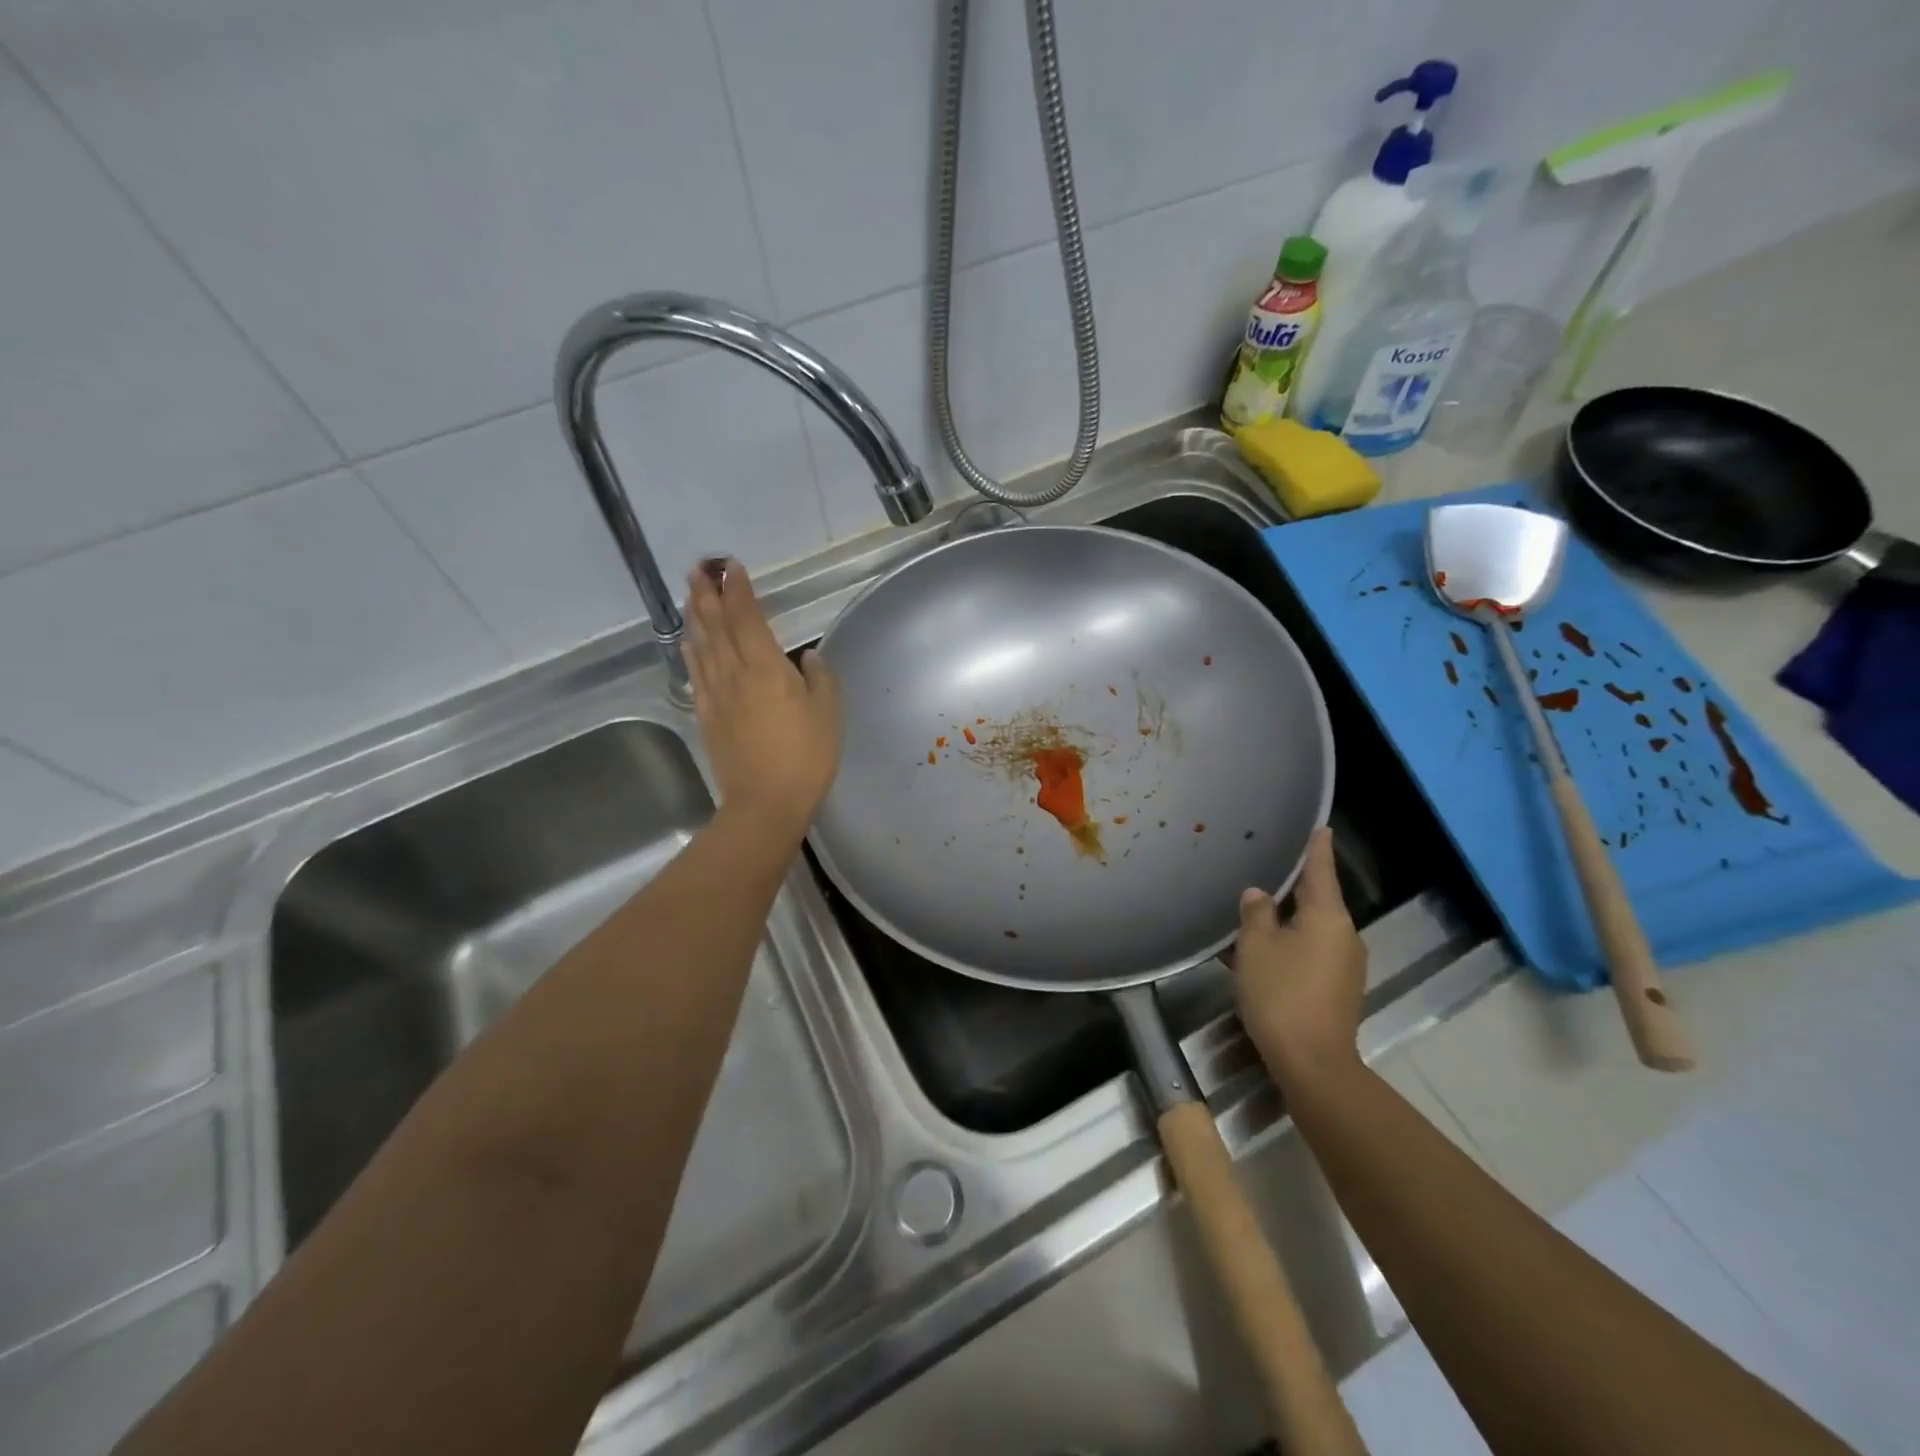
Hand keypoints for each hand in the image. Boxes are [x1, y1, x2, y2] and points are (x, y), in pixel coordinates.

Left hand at [684, 561, 840, 835]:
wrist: (765, 802)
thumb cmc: (806, 756)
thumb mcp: (828, 714)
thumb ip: (819, 678)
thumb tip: (807, 656)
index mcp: (766, 668)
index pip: (747, 617)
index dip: (738, 590)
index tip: (732, 566)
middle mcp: (734, 673)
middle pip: (715, 625)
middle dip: (706, 594)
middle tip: (698, 568)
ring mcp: (715, 694)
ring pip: (701, 645)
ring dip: (694, 615)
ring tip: (690, 593)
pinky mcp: (705, 716)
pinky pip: (695, 673)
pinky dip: (691, 651)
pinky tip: (689, 641)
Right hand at [1233, 827, 1366, 1089]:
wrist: (1312, 1062)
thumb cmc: (1281, 993)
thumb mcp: (1256, 945)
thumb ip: (1256, 912)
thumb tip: (1259, 894)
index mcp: (1328, 917)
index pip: (1320, 870)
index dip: (1317, 848)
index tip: (1321, 826)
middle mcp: (1344, 936)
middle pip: (1314, 902)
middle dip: (1288, 891)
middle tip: (1262, 873)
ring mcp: (1343, 966)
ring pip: (1307, 932)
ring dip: (1281, 925)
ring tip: (1247, 919)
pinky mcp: (1336, 991)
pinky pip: (1307, 956)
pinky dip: (1284, 950)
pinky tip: (1255, 957)